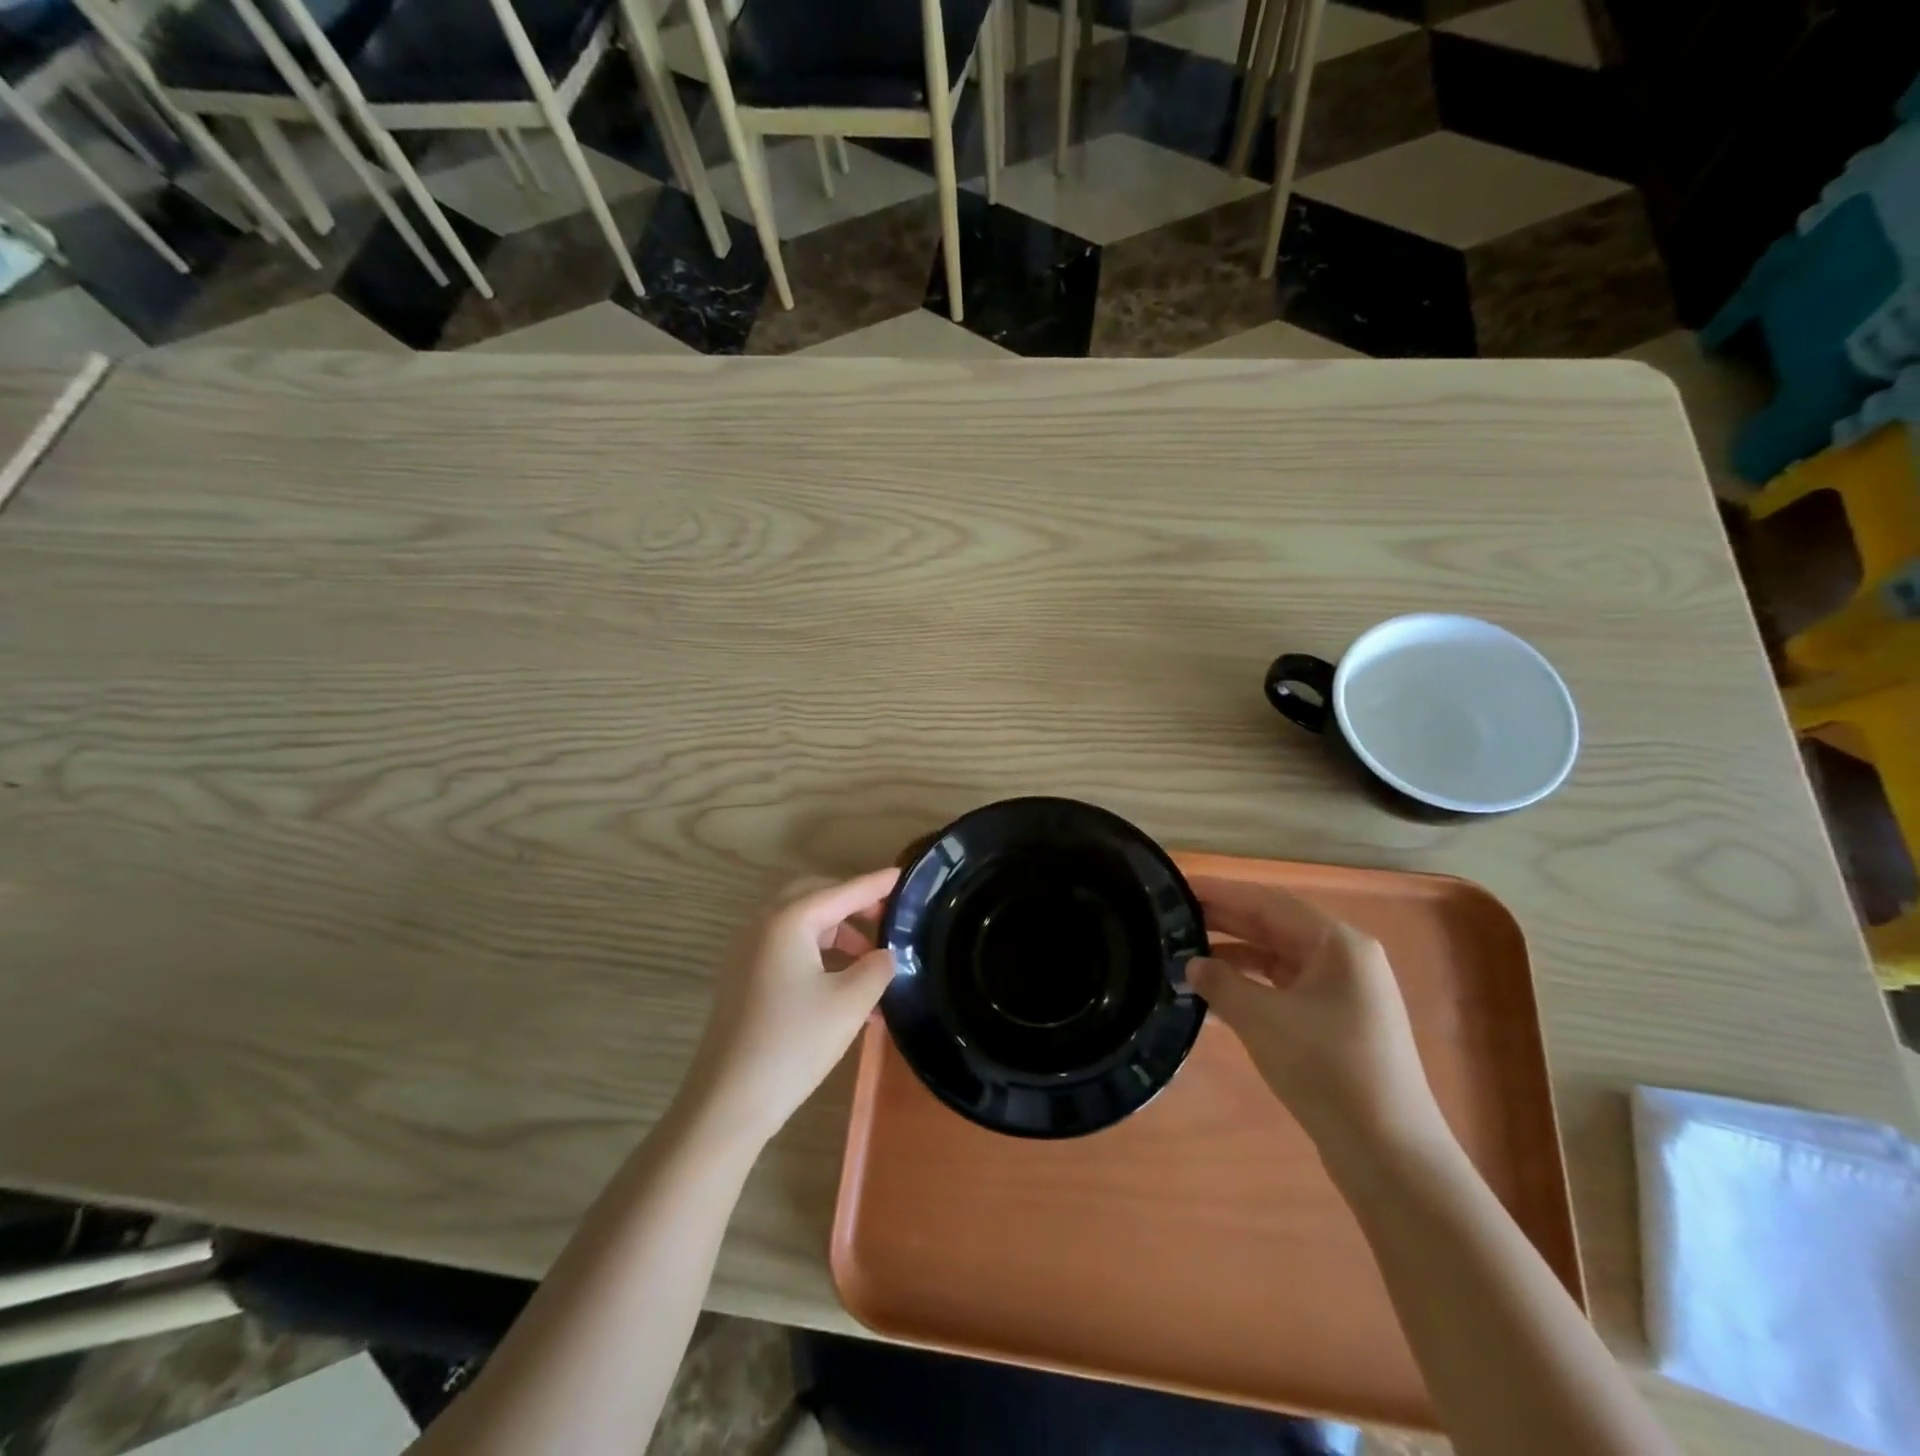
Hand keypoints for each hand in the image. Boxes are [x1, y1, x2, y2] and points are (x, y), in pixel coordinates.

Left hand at [679, 869, 899, 1145]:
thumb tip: (885, 955)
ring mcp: (748, 952)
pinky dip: (818, 953)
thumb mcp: (850, 1003)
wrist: (728, 1102)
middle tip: (887, 917)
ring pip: (800, 923)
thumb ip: (876, 968)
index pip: (842, 891)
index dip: (875, 884)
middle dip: (852, 903)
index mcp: (788, 920)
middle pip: (815, 897)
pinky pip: (787, 947)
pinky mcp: (744, 978)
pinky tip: (842, 983)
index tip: (903, 875)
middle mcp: (763, 925)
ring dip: (837, 932)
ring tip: (871, 960)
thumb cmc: (793, 1043)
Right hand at [1188, 877, 1444, 1148]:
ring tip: (1184, 956)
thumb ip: (1221, 983)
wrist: (1389, 1154)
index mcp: (1337, 943)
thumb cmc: (1327, 1070)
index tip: (1176, 887)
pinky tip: (1215, 996)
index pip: (1267, 901)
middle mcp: (1344, 959)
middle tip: (1171, 918)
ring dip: (1233, 956)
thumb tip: (1191, 965)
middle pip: (1273, 926)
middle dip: (1224, 921)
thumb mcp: (1263, 1020)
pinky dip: (1250, 986)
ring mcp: (1343, 993)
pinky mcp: (1336, 1023)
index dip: (1220, 892)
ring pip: (1277, 958)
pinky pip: (1284, 988)